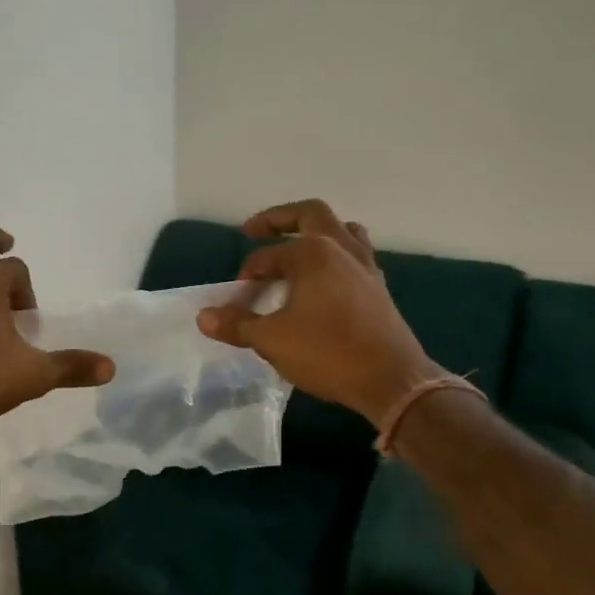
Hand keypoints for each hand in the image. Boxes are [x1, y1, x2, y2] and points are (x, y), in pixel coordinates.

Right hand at [197, 200, 443, 424]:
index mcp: (313, 253)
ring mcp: (365, 266)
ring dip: (316, 232)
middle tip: (255, 230)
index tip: (235, 300)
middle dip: (280, 219)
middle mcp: (341, 248)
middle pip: (310, 214)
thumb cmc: (328, 353)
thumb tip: (203, 316)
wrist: (391, 381)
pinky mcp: (379, 286)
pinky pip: (355, 254)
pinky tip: (324, 279)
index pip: (267, 256)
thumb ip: (237, 324)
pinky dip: (335, 255)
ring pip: (341, 230)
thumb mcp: (272, 340)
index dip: (246, 276)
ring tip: (297, 246)